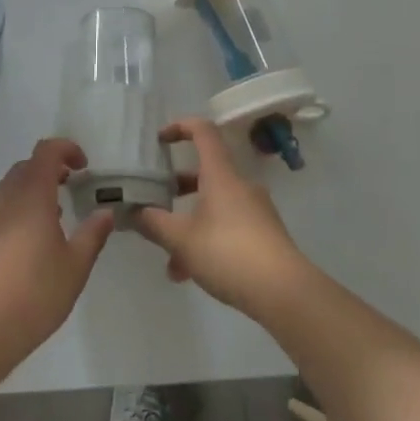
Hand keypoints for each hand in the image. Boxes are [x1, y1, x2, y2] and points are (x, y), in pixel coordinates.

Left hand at [0, 139, 115, 366]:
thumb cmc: (35, 293)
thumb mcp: (75, 266)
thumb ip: (92, 234)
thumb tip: (105, 211)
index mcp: (31, 194)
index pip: (46, 151)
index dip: (66, 149)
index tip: (84, 166)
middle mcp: (5, 197)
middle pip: (27, 166)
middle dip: (50, 168)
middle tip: (72, 186)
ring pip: (10, 186)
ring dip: (33, 188)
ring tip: (55, 213)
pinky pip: (0, 207)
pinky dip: (18, 208)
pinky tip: (30, 240)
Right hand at [134, 120, 310, 318]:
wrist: (286, 293)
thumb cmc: (229, 253)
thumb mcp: (182, 239)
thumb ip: (154, 223)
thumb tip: (134, 212)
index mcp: (221, 175)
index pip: (203, 132)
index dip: (180, 126)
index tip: (159, 139)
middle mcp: (240, 186)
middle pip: (205, 173)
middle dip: (177, 189)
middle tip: (156, 204)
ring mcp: (255, 211)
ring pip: (214, 207)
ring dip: (189, 225)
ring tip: (170, 259)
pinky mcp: (264, 236)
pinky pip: (227, 228)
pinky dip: (206, 241)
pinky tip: (191, 274)